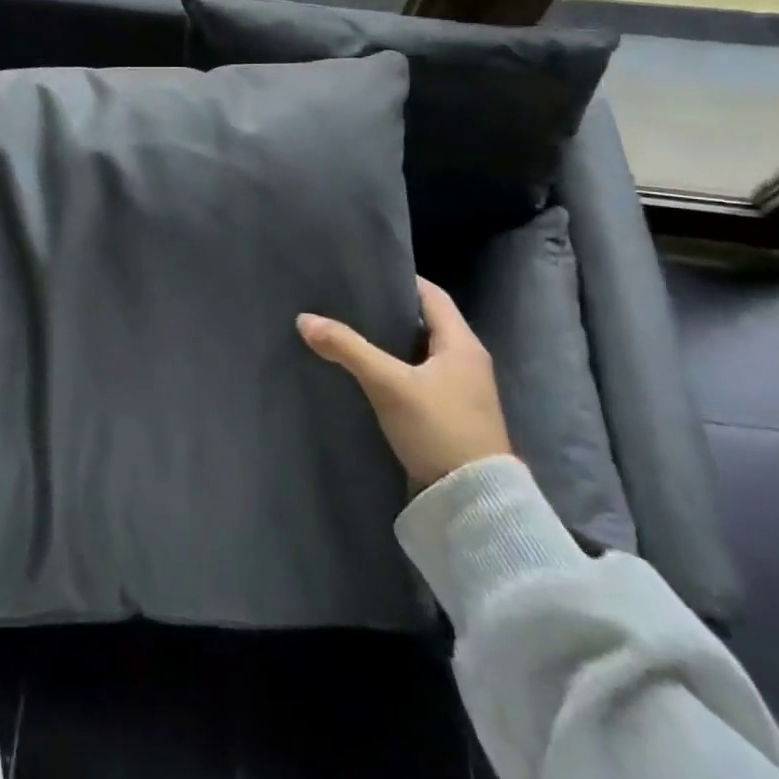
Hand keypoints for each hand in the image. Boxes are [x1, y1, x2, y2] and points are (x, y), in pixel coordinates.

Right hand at [297, 277, 509, 488]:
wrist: (475, 505)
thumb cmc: (439, 429)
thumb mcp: (388, 384)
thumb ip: (347, 348)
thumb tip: (304, 319)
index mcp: (462, 344)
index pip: (432, 295)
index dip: (401, 280)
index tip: (365, 273)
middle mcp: (467, 363)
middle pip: (424, 323)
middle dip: (388, 312)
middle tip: (347, 302)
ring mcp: (460, 393)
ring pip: (418, 354)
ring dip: (388, 344)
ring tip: (348, 334)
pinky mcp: (449, 417)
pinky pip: (417, 380)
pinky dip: (393, 371)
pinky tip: (365, 374)